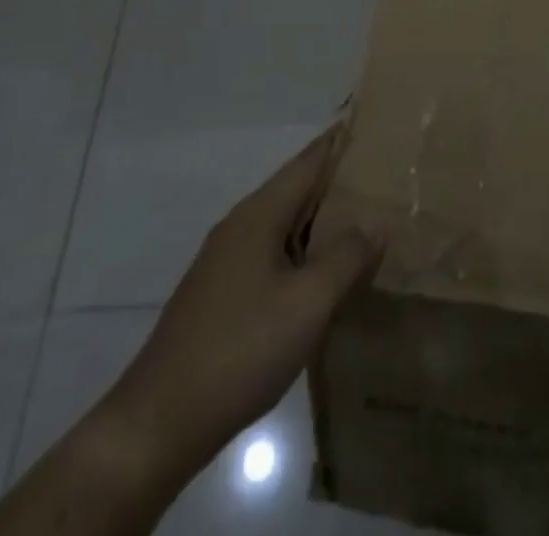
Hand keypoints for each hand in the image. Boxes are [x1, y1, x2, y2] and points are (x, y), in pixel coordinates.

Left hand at [106, 127, 383, 486]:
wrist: (160, 422)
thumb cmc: (240, 349)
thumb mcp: (308, 303)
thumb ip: (347, 257)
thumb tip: (377, 223)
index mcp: (260, 214)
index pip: (309, 160)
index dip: (342, 141)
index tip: (377, 127)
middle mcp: (242, 226)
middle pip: (299, 189)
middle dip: (340, 182)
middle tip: (388, 179)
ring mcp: (228, 262)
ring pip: (287, 226)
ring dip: (325, 221)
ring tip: (369, 222)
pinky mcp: (224, 296)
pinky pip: (276, 256)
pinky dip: (307, 253)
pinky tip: (328, 277)